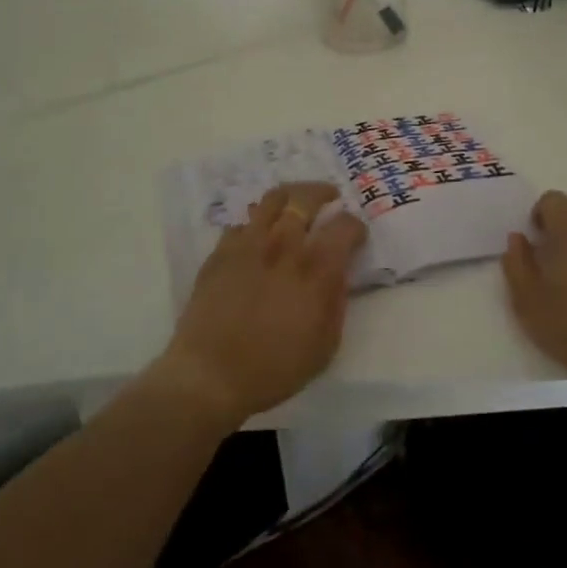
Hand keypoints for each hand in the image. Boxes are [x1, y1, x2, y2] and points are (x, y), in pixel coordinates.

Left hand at [151, 183, 366, 428]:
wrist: (210, 375)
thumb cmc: (275, 368)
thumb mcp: (325, 345)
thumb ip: (336, 301)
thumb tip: (338, 273)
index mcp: (316, 268)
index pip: (344, 226)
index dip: (355, 226)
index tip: (356, 236)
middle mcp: (284, 245)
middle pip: (306, 198)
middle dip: (323, 193)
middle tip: (330, 197)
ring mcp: (248, 244)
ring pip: (271, 200)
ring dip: (290, 196)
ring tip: (295, 203)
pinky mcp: (221, 252)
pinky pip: (242, 223)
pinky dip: (256, 224)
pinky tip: (258, 236)